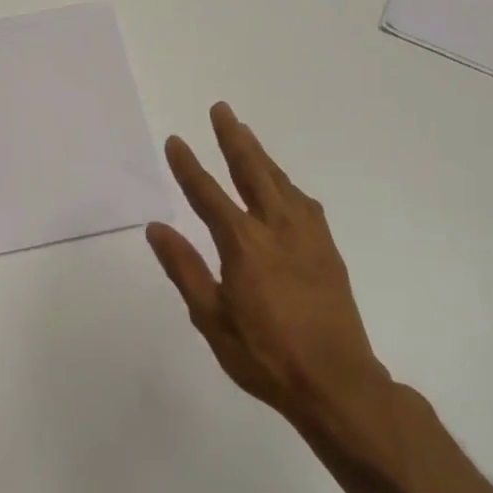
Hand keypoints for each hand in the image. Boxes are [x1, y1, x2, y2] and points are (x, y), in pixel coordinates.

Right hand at [146, 102, 393, 444]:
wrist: (337, 382)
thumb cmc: (265, 356)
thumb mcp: (211, 318)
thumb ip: (184, 268)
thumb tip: (156, 227)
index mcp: (244, 244)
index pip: (208, 194)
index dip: (189, 166)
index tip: (176, 141)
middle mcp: (277, 228)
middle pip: (252, 171)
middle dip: (233, 139)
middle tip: (221, 110)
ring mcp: (308, 236)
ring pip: (281, 182)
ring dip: (261, 155)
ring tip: (246, 134)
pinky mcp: (327, 248)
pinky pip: (303, 202)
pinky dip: (286, 183)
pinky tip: (282, 185)